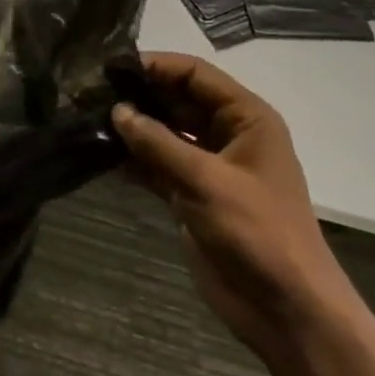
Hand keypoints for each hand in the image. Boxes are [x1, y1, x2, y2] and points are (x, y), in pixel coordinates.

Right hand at [112, 53, 355, 357]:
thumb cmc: (257, 233)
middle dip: (138, 96)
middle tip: (90, 93)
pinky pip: (158, 165)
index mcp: (247, 119)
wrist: (285, 310)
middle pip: (177, 99)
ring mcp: (209, 166)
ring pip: (164, 133)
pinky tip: (102, 153)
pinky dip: (134, 159)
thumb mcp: (206, 180)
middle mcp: (228, 135)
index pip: (195, 74)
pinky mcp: (192, 195)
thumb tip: (117, 110)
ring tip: (89, 118)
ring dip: (132, 127)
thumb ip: (158, 142)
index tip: (111, 67)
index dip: (155, 66)